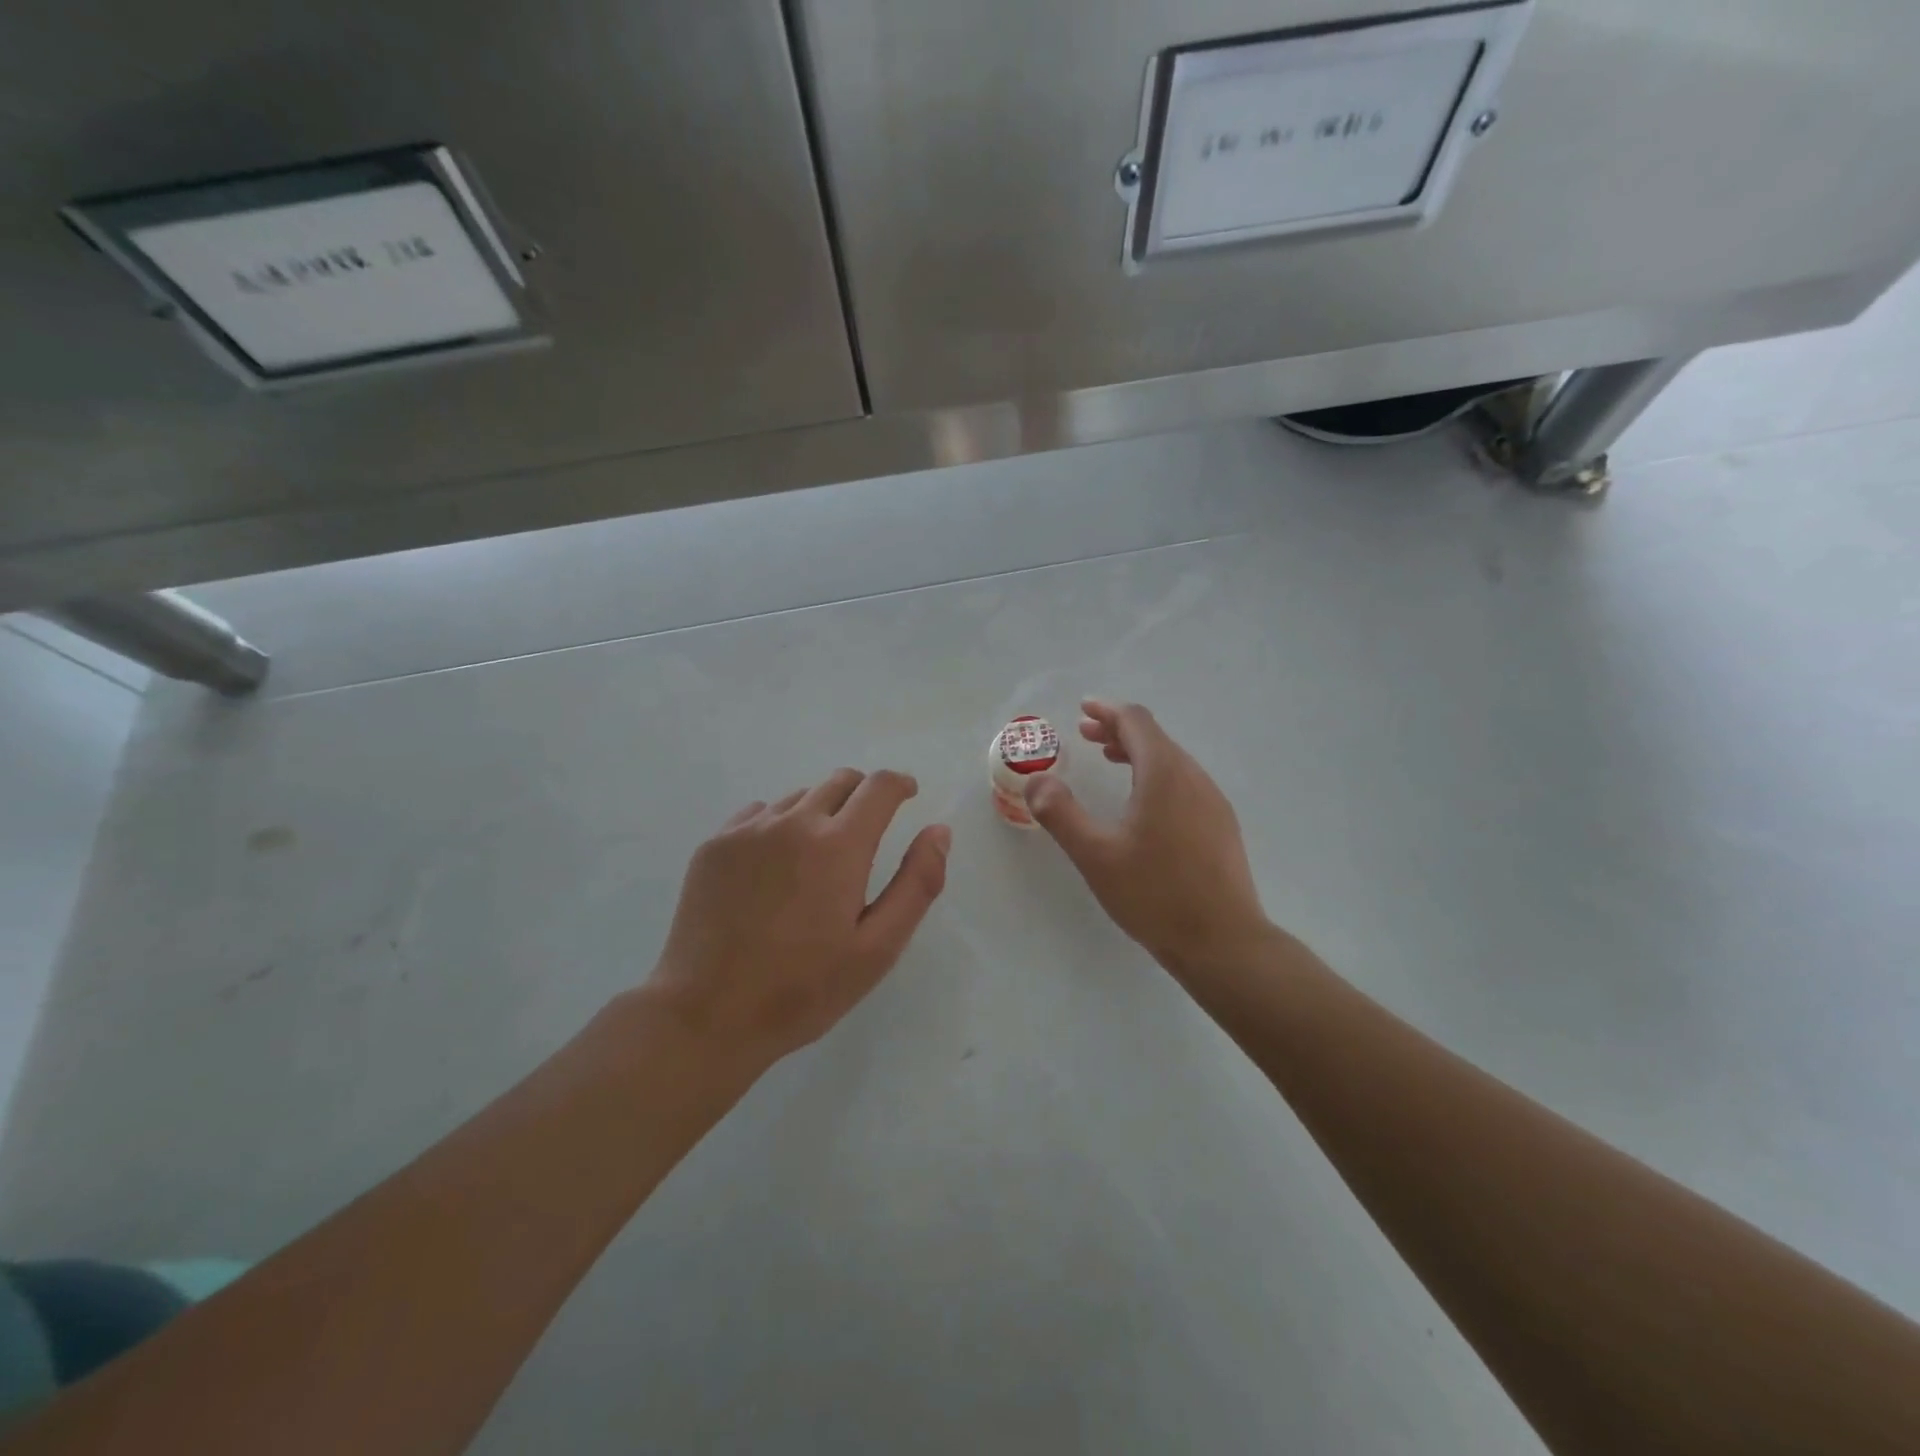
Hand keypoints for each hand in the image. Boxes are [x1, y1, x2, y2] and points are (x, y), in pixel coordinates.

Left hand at [644, 769, 950, 1063]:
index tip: (908, 794)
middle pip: (839, 782)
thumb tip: (938, 831)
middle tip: (869, 828)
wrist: (706, 1015)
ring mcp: (748, 831)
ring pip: (798, 797)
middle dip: (863, 794)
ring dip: (820, 811)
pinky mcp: (714, 845)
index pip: (878, 787)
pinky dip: (779, 825)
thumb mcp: (878, 948)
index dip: (899, 784)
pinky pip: (758, 814)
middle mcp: (793, 822)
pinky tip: (774, 866)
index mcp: (838, 845)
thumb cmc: (803, 989)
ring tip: (819, 856)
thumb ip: (917, 883)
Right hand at [1025, 701, 1270, 975]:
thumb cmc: (1155, 894)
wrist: (1224, 942)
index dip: (1107, 710)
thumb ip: (1061, 813)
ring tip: (1110, 761)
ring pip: (1172, 760)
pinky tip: (1143, 804)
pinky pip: (1184, 782)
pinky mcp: (1221, 825)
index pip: (1136, 721)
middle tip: (1085, 736)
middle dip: (1119, 730)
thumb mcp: (1096, 855)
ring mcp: (1213, 802)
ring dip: (1138, 753)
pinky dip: (1156, 775)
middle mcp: (1193, 778)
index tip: (1083, 709)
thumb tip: (1036, 780)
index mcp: (1164, 774)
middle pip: (1155, 737)